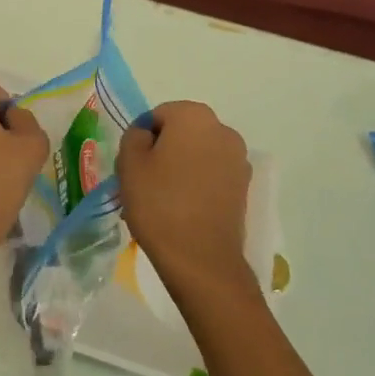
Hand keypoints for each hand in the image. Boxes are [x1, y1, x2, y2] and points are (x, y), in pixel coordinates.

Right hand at [117, 101, 255, 300]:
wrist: (202, 260)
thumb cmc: (160, 204)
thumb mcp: (129, 163)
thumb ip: (133, 136)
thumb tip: (146, 135)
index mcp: (194, 115)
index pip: (158, 116)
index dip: (142, 140)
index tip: (135, 168)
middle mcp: (222, 129)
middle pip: (181, 132)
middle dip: (164, 151)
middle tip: (147, 183)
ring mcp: (238, 158)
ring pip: (198, 154)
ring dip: (182, 167)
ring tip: (166, 200)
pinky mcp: (244, 186)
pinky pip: (213, 174)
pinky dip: (199, 184)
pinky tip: (186, 209)